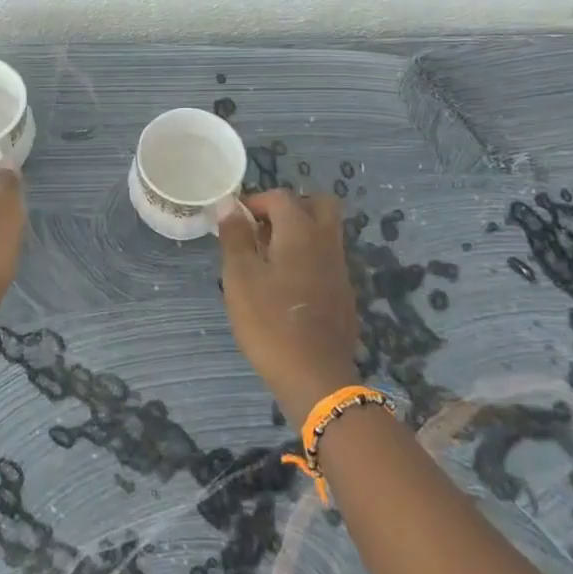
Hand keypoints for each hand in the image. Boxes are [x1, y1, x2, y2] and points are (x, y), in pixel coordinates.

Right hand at [218, 189, 361, 424]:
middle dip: (289, 208)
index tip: (234, 221)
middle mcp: (326, 243)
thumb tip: (229, 205)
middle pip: (317, 204)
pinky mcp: (343, 295)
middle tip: (261, 230)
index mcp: (301, 232)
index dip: (255, 201)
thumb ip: (235, 237)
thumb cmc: (268, 321)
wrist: (315, 376)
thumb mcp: (240, 277)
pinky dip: (306, 259)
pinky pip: (326, 260)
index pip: (281, 197)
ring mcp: (340, 270)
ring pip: (324, 233)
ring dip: (298, 234)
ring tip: (266, 260)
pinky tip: (285, 287)